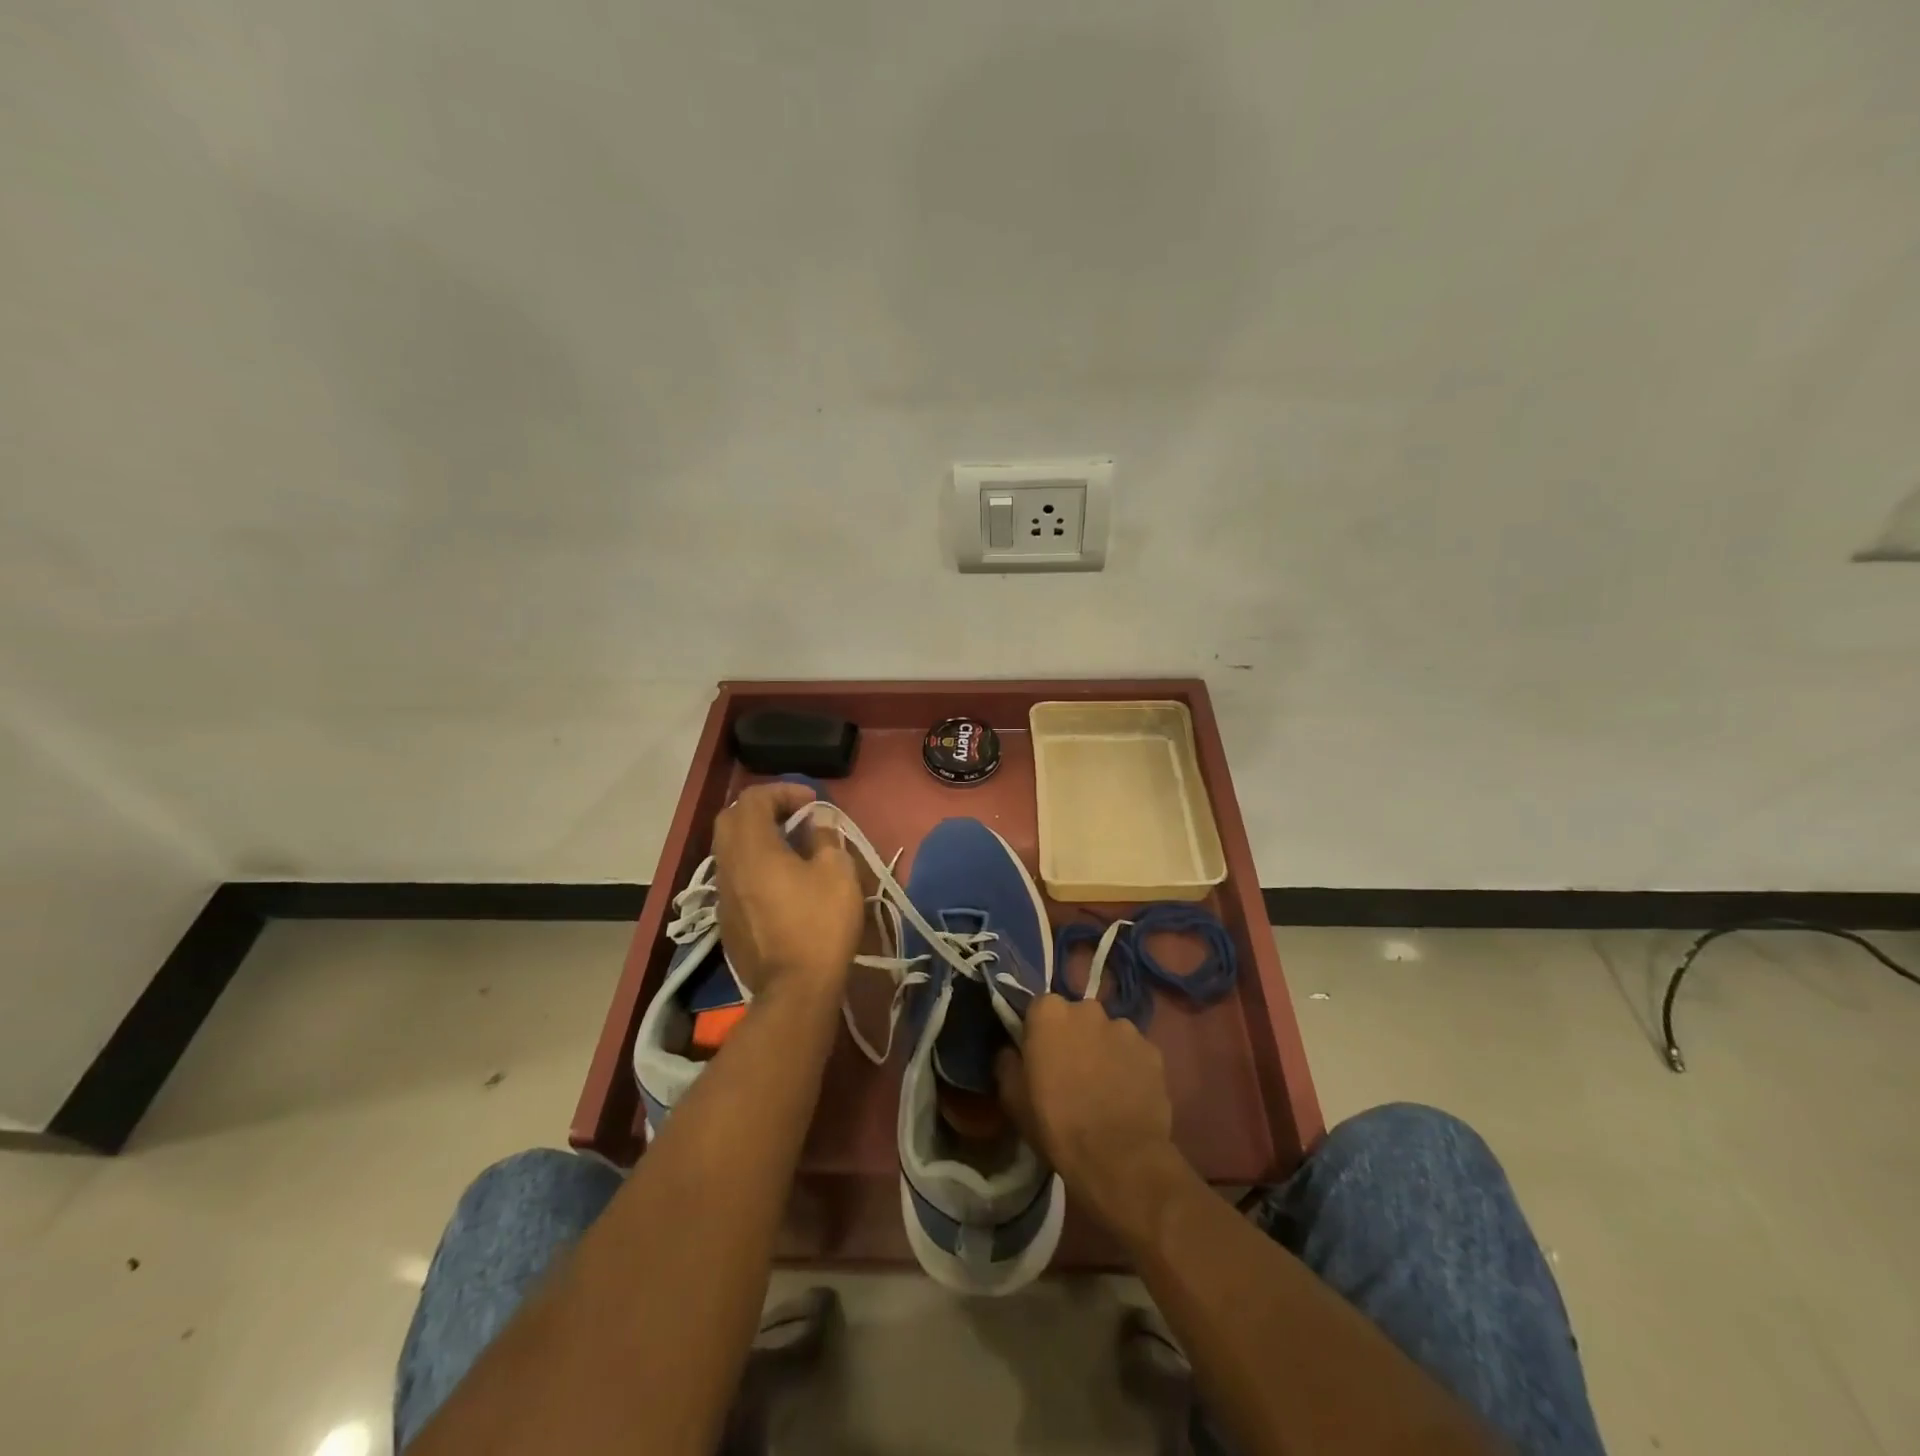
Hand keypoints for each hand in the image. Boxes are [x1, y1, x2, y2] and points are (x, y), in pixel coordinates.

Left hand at [712, 782, 862, 999]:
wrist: (794, 990)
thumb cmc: (820, 924)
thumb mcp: (838, 873)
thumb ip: (824, 838)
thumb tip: (816, 823)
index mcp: (753, 848)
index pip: (754, 799)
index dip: (783, 791)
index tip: (813, 803)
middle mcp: (728, 865)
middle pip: (732, 819)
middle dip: (763, 809)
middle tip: (795, 817)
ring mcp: (723, 894)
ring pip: (729, 849)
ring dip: (756, 838)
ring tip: (790, 847)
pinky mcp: (726, 918)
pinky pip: (734, 875)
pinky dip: (753, 864)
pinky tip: (780, 881)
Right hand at [995, 995, 1184, 1241]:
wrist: (1118, 1159)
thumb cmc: (1056, 1124)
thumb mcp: (1013, 1099)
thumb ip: (1008, 1062)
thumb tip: (1011, 1051)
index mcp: (1050, 1013)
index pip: (1040, 1009)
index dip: (1039, 1033)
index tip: (1040, 1057)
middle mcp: (1088, 1009)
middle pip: (1077, 1017)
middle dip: (1074, 1037)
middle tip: (1071, 1072)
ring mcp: (1125, 1028)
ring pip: (1108, 1033)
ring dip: (1103, 1050)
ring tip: (1103, 1088)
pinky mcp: (1153, 1051)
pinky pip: (1134, 1053)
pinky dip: (1130, 1067)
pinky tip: (1127, 1096)